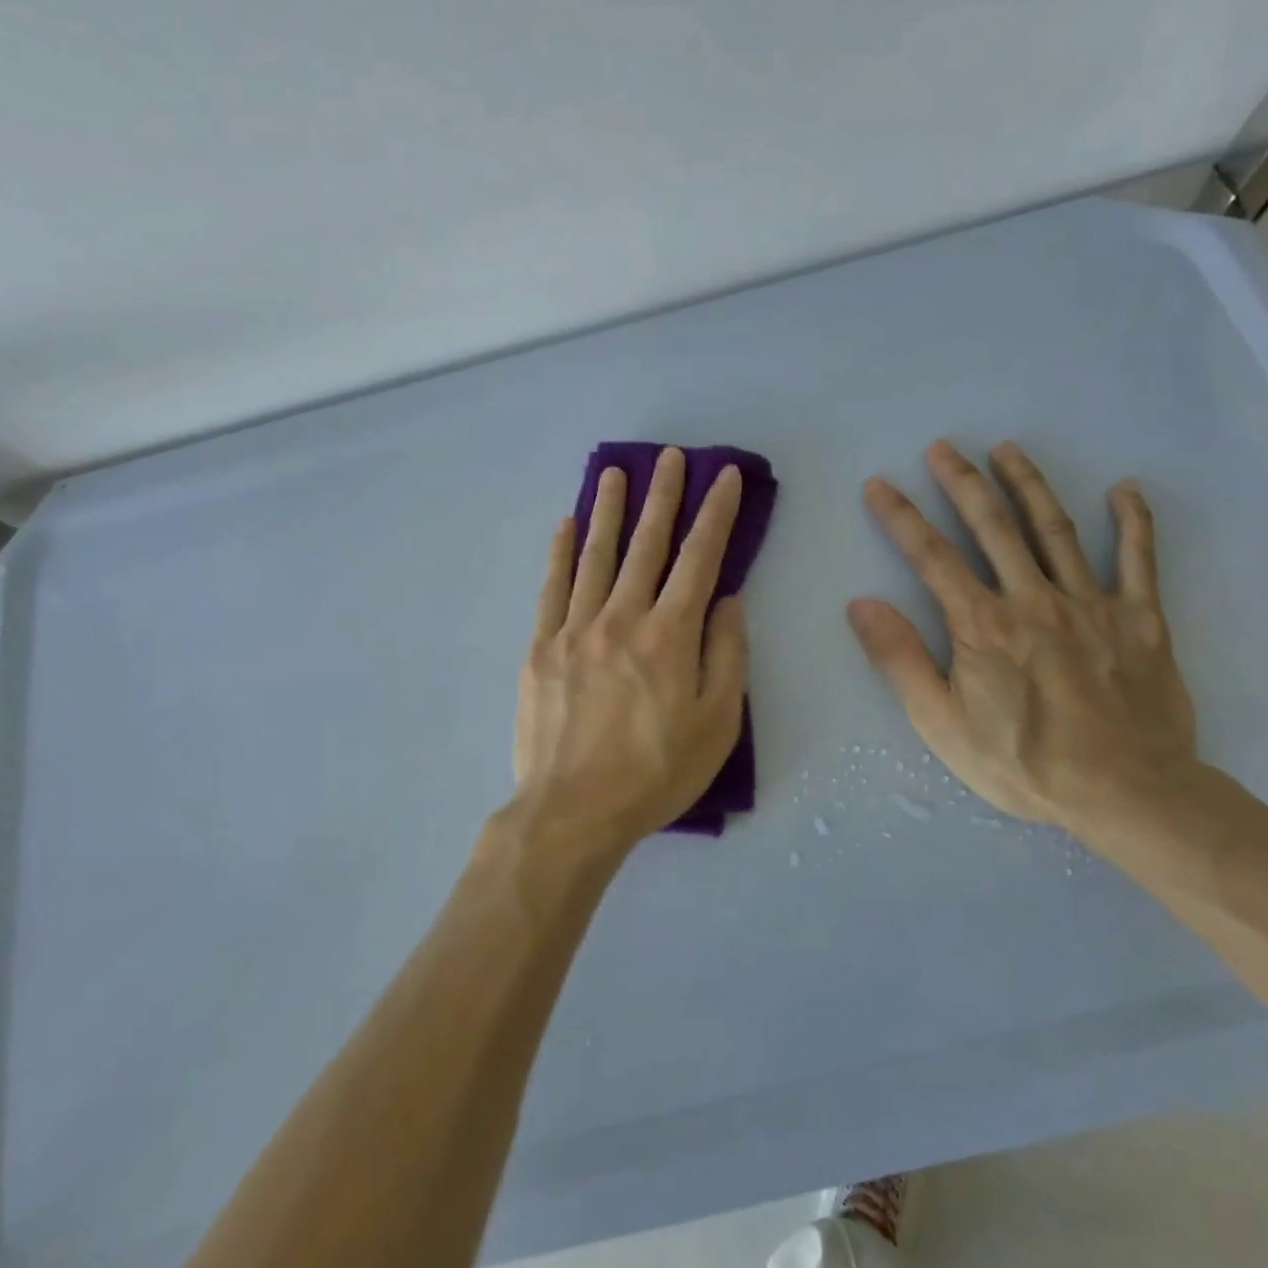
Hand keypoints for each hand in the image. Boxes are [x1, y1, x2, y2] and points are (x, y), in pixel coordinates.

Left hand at [512, 447, 748, 851]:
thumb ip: (727, 655)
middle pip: (646, 545)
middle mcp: (621, 618)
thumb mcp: (718, 724)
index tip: (723, 477)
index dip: (715, 515)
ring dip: (608, 510)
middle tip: (669, 457)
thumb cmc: (655, 773)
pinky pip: (551, 587)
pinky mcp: (540, 646)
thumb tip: (727, 600)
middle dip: (662, 496)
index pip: (699, 559)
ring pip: (595, 555)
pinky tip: (566, 525)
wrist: (573, 810)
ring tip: (615, 473)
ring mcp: (574, 628)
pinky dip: (560, 552)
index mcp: (669, 635)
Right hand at [848, 439, 1198, 830]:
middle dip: (962, 482)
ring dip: (1028, 484)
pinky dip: (1134, 522)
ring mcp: (1092, 604)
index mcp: (982, 624)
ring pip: (1056, 529)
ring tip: (1008, 449)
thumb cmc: (1022, 763)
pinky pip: (1139, 560)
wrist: (1128, 795)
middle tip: (943, 446)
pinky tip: (1125, 489)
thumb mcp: (940, 723)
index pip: (932, 556)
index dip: (901, 516)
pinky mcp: (1141, 619)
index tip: (880, 484)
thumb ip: (900, 659)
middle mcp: (1033, 599)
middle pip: (993, 527)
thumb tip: (861, 604)